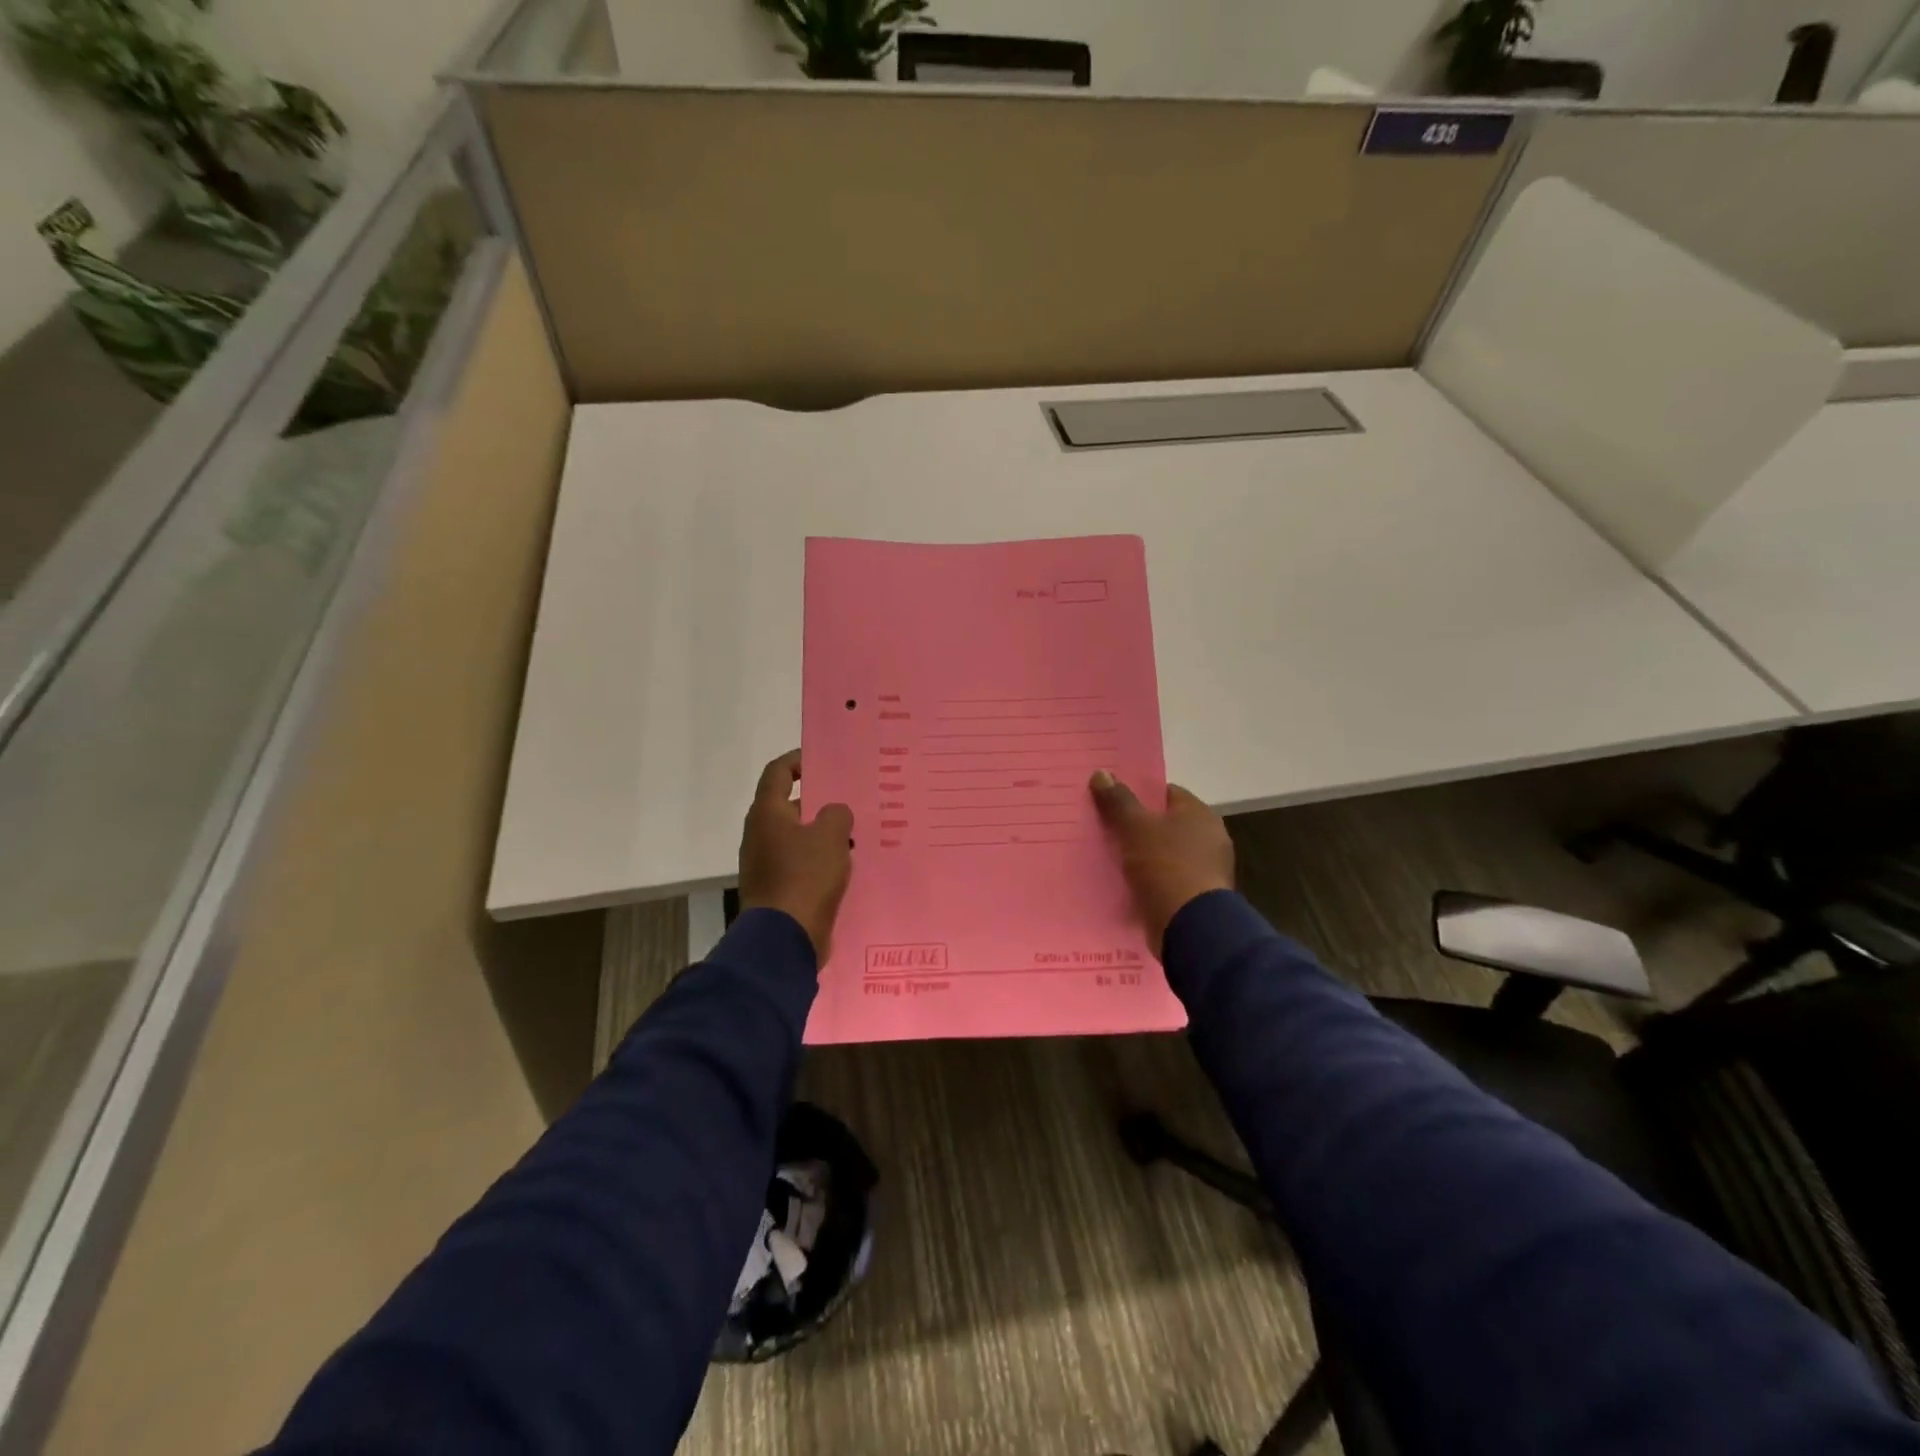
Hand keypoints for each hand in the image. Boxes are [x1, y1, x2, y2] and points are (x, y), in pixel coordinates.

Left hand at [739, 750, 852, 963]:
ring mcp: (766, 864)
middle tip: (851, 799)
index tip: (822, 759)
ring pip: (798, 837)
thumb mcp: (831, 836)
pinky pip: (801, 864)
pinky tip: (846, 865)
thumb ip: (837, 814)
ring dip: (823, 833)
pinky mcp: (777, 889)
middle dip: (820, 801)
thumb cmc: (805, 877)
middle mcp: (761, 834)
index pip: (778, 773)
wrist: (784, 938)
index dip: (798, 760)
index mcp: (768, 814)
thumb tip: (834, 813)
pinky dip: (820, 860)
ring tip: (856, 833)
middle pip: (790, 806)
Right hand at [1090, 770, 1234, 953]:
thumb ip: (1118, 801)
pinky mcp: (1196, 898)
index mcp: (1200, 814)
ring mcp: (1205, 870)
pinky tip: (1124, 884)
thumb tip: (1102, 772)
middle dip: (1137, 827)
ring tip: (1108, 857)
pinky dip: (1148, 881)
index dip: (1139, 795)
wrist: (1191, 926)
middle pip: (1165, 824)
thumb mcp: (1135, 827)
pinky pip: (1166, 881)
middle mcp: (1209, 838)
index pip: (1166, 793)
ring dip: (1141, 857)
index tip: (1111, 801)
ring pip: (1164, 854)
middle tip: (1104, 828)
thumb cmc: (1165, 865)